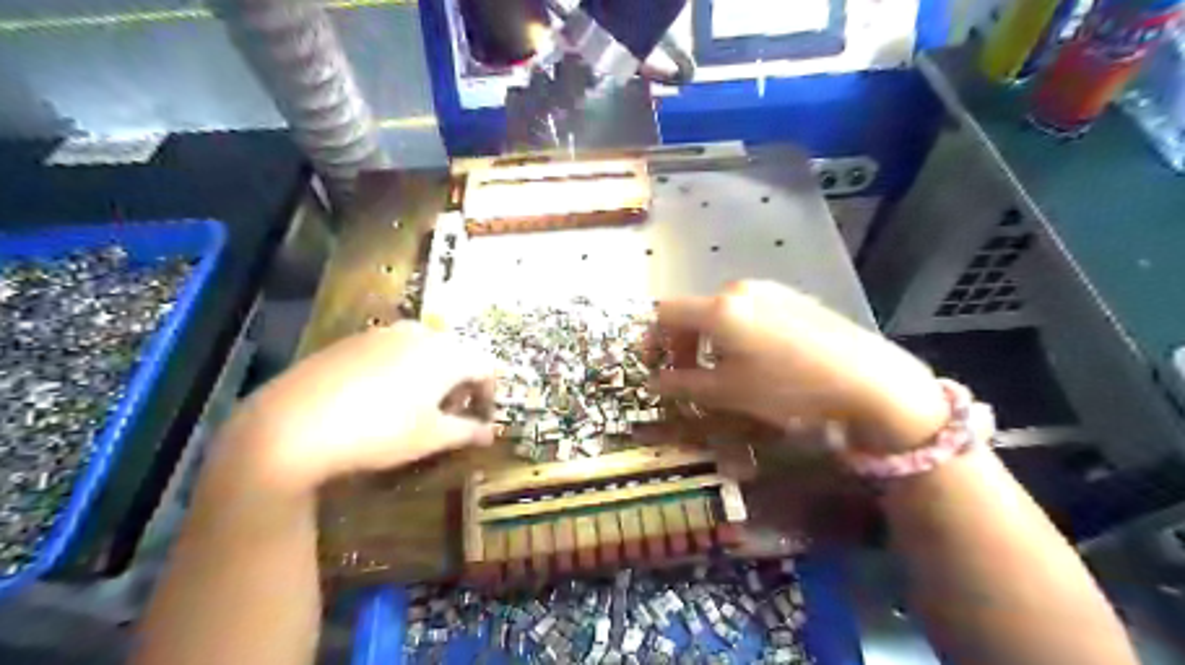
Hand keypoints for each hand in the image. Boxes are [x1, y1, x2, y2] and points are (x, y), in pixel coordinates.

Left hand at [221, 322, 496, 493]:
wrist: (293, 424)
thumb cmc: (379, 432)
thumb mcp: (430, 438)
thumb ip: (467, 432)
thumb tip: (490, 434)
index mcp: (447, 353)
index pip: (486, 367)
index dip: (489, 394)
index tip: (481, 420)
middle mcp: (421, 333)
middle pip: (456, 354)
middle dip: (460, 384)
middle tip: (449, 415)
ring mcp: (384, 333)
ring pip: (424, 350)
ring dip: (432, 375)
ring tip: (416, 407)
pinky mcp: (353, 340)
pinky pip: (393, 350)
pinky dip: (401, 369)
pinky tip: (380, 398)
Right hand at [651, 278, 950, 453]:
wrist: (866, 377)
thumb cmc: (788, 387)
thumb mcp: (729, 392)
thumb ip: (683, 384)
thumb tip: (653, 383)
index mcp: (718, 309)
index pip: (665, 313)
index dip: (651, 339)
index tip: (653, 366)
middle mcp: (739, 289)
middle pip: (693, 310)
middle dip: (681, 343)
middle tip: (686, 375)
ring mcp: (769, 289)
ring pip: (721, 311)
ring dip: (708, 338)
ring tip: (722, 370)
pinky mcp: (792, 296)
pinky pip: (748, 310)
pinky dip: (735, 331)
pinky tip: (755, 358)